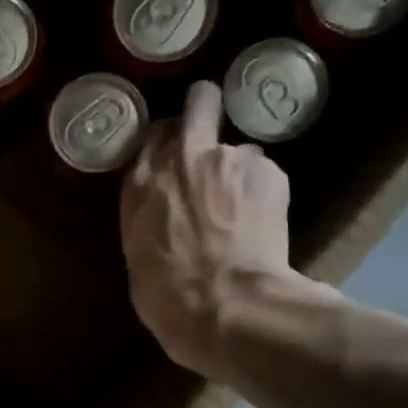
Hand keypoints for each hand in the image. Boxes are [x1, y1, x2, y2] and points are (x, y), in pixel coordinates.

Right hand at [120, 81, 333, 378]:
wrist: (223, 304)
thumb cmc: (167, 296)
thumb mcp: (138, 253)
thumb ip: (151, 215)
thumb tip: (166, 211)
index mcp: (141, 184)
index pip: (153, 135)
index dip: (168, 141)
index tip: (174, 154)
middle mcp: (182, 157)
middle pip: (199, 103)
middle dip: (206, 110)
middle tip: (213, 136)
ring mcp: (228, 159)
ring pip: (239, 149)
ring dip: (239, 171)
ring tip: (243, 212)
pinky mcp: (269, 171)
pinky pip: (265, 173)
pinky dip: (264, 193)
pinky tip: (262, 225)